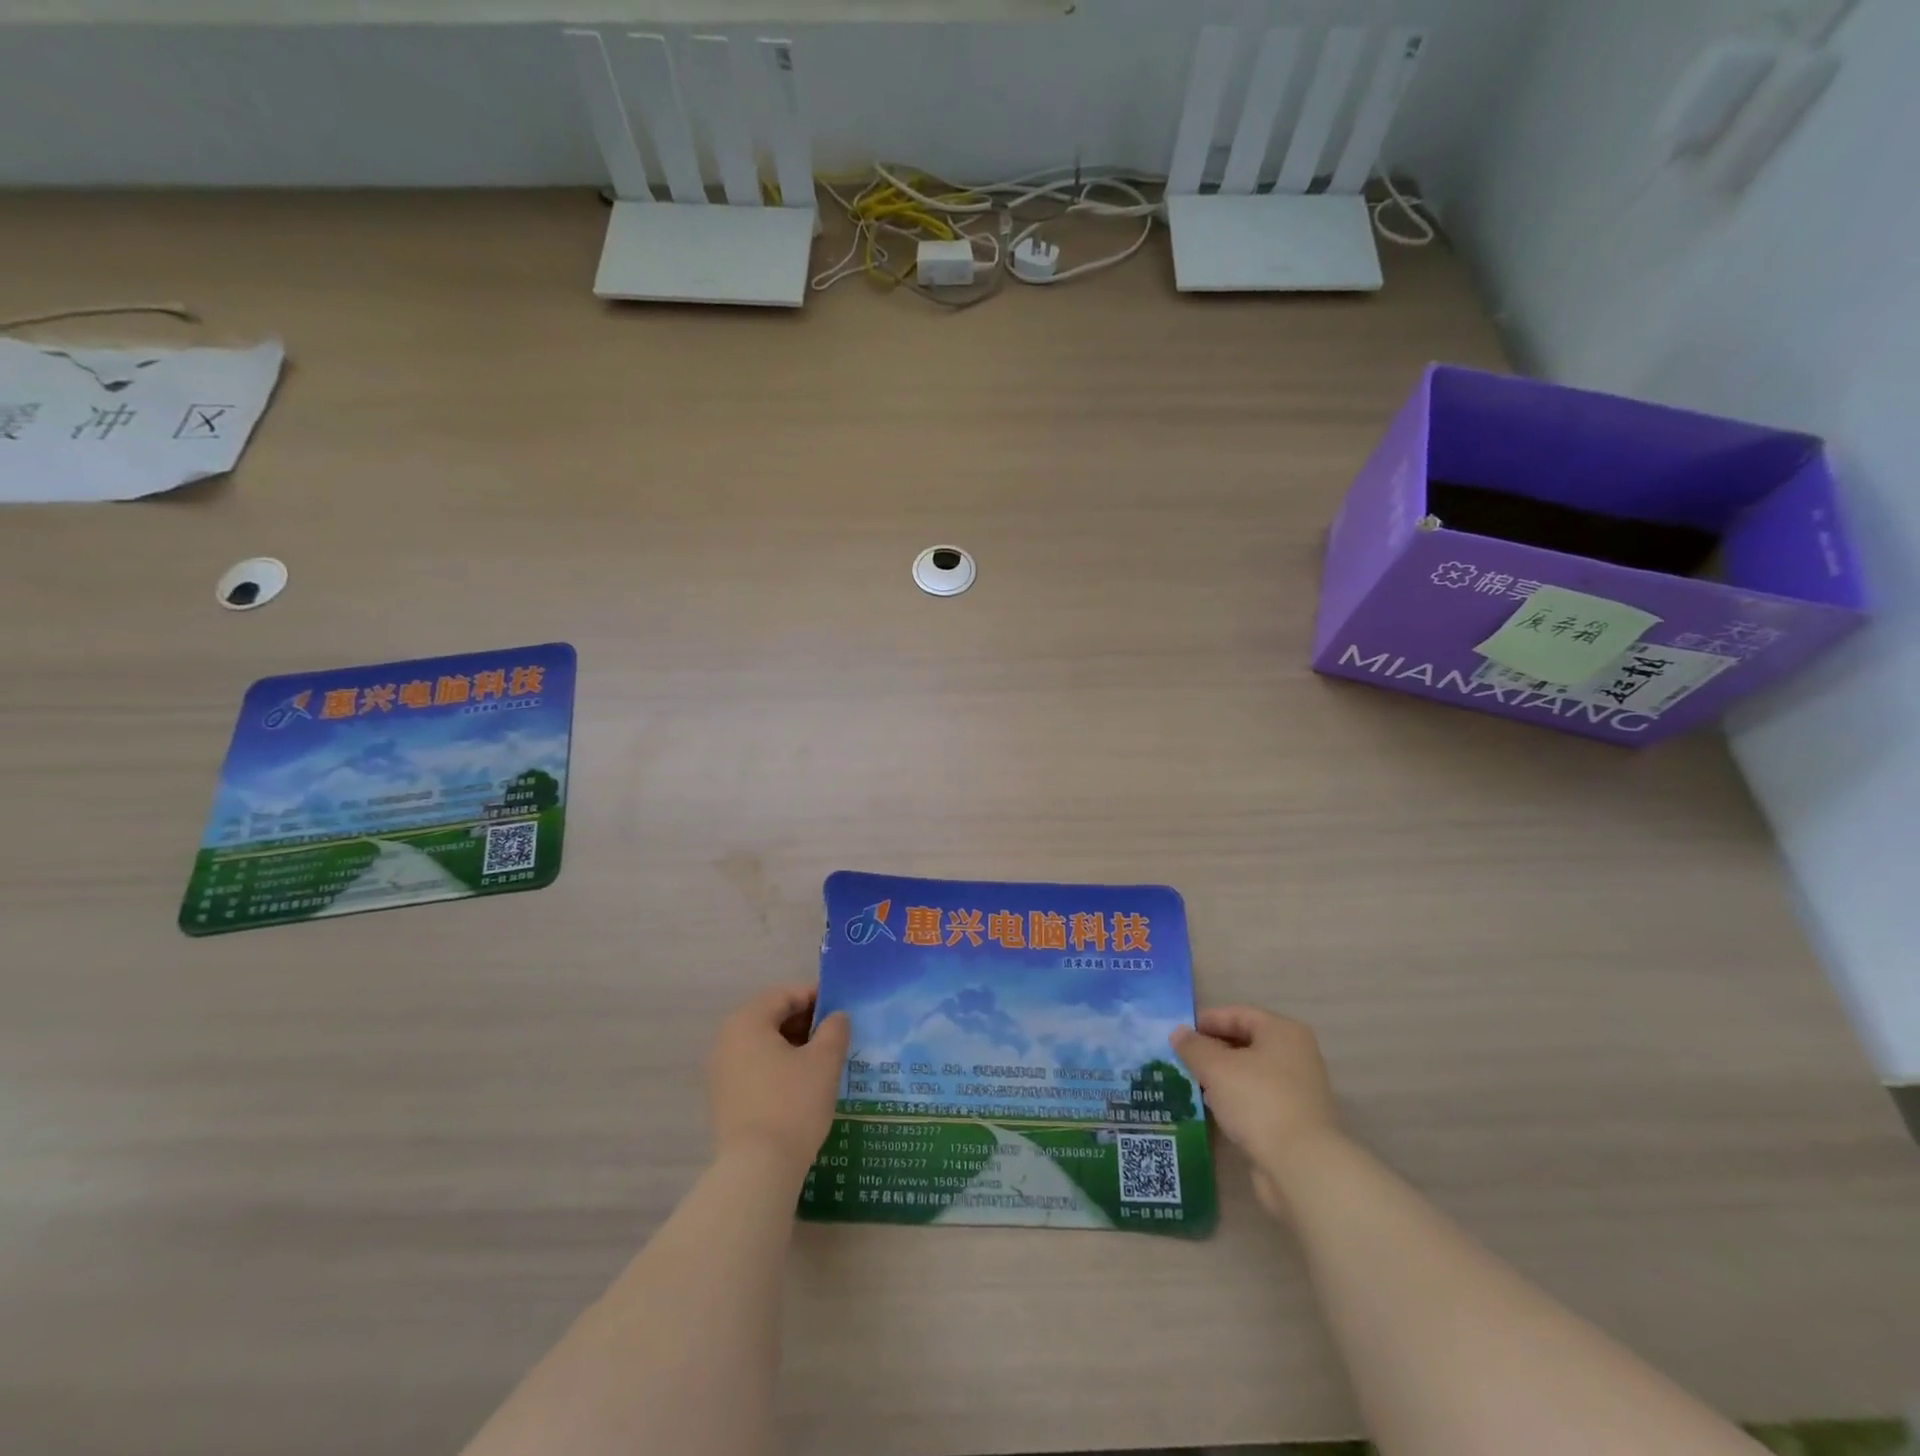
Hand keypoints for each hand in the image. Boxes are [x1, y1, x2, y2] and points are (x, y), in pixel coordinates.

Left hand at [708, 984, 850, 1179]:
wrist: (758, 1170)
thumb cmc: (793, 1103)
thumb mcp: (824, 1061)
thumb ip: (834, 1029)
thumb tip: (836, 1017)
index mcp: (747, 1021)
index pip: (785, 994)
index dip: (816, 997)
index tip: (842, 1010)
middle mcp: (727, 1040)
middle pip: (772, 1017)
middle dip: (806, 1022)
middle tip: (836, 1036)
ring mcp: (721, 1072)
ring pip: (764, 1045)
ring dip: (794, 1046)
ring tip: (824, 1061)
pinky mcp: (724, 1099)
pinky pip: (756, 1068)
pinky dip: (780, 1067)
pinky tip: (803, 1085)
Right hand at [1171, 1006, 1344, 1220]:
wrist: (1302, 1166)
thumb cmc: (1258, 1101)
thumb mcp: (1216, 1068)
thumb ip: (1193, 1047)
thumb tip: (1178, 1033)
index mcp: (1282, 1032)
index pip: (1238, 1014)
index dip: (1206, 1020)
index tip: (1179, 1033)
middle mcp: (1296, 1055)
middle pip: (1246, 1042)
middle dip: (1212, 1049)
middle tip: (1182, 1058)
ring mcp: (1298, 1090)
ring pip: (1250, 1072)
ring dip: (1222, 1076)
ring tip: (1192, 1081)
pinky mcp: (1294, 1120)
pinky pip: (1257, 1098)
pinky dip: (1235, 1099)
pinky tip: (1214, 1108)